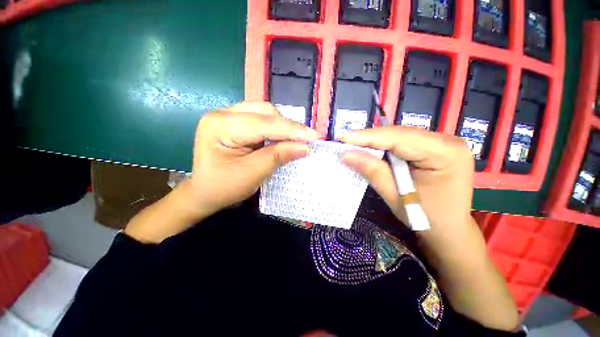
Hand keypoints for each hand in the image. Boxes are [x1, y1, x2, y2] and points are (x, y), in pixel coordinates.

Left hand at [124, 102, 317, 242]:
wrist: (204, 193)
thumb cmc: (224, 187)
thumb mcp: (253, 173)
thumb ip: (279, 156)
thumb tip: (305, 147)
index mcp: (221, 125)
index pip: (264, 124)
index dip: (292, 130)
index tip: (315, 136)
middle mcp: (222, 113)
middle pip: (265, 112)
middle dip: (288, 126)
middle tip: (306, 140)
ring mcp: (227, 115)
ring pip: (265, 112)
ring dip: (282, 126)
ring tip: (295, 139)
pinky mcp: (234, 121)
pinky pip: (260, 118)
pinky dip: (275, 127)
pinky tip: (282, 137)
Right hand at [340, 127, 518, 330]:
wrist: (450, 237)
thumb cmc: (428, 221)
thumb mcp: (396, 196)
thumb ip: (371, 170)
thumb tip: (346, 153)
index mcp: (446, 152)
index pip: (399, 138)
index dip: (368, 136)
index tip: (343, 136)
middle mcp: (447, 142)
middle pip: (399, 134)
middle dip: (368, 137)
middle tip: (343, 140)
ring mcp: (441, 144)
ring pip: (398, 137)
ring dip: (373, 141)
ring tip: (351, 143)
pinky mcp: (432, 150)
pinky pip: (400, 143)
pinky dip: (381, 146)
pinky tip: (367, 149)